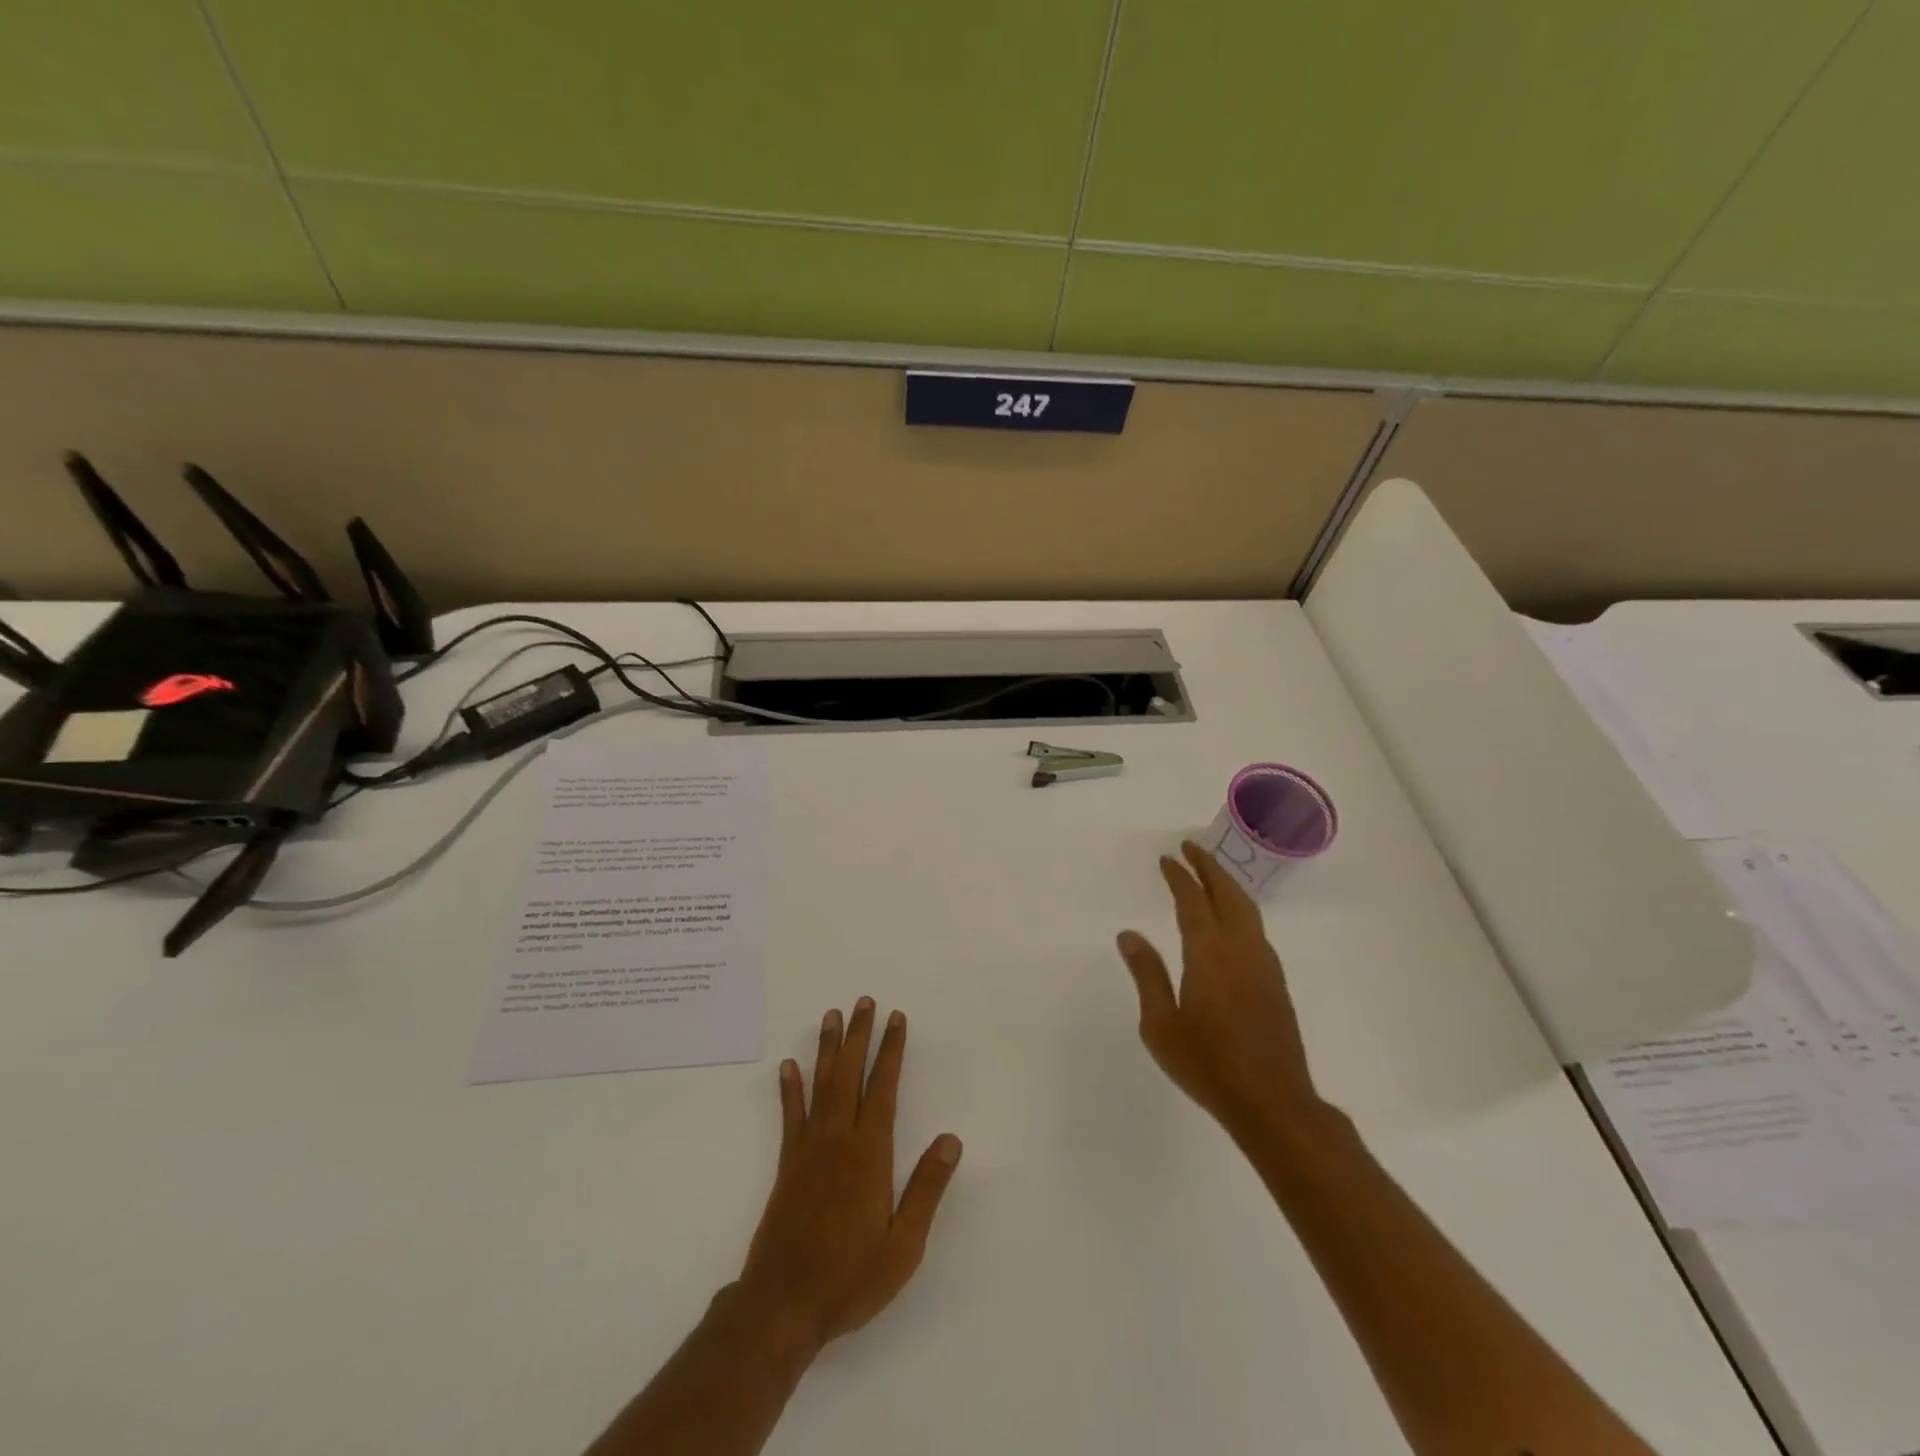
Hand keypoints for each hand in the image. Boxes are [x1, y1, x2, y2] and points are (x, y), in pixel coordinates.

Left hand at [738, 999, 962, 1352]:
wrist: (782, 1306)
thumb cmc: (850, 1278)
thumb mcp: (903, 1246)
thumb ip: (926, 1189)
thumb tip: (951, 1139)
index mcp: (869, 1154)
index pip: (883, 1088)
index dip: (891, 1051)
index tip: (896, 1018)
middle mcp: (838, 1140)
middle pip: (850, 1075)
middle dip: (859, 1035)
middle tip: (863, 1001)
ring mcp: (808, 1149)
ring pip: (821, 1085)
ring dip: (828, 1048)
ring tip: (831, 1016)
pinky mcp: (788, 1165)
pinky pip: (790, 1116)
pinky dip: (790, 1088)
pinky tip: (788, 1065)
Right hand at [1117, 842, 1323, 1139]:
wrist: (1272, 1102)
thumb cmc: (1207, 1065)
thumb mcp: (1160, 1024)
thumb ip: (1147, 975)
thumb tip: (1129, 935)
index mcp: (1209, 954)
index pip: (1192, 901)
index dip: (1179, 876)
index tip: (1167, 858)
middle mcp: (1240, 949)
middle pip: (1228, 894)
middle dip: (1209, 867)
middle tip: (1191, 848)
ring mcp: (1263, 965)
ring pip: (1247, 909)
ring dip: (1228, 885)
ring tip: (1210, 874)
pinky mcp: (1275, 983)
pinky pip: (1255, 928)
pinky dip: (1240, 908)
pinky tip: (1231, 920)